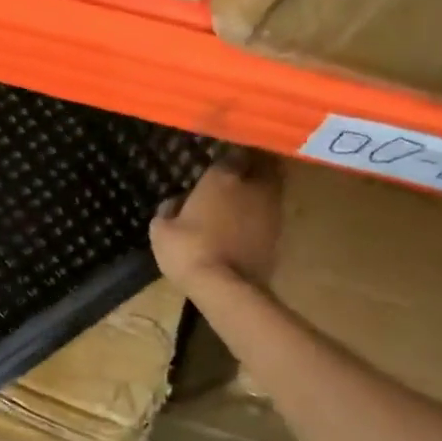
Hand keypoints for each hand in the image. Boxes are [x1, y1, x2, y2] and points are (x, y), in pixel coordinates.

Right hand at [149, 150, 284, 292]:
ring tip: (245, 196)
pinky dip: (263, 213)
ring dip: (261, 188)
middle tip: (239, 172)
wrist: (225, 287)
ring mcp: (271, 209)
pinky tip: (249, 222)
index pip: (231, 153)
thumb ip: (169, 209)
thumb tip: (175, 202)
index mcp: (222, 177)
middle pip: (262, 164)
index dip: (226, 157)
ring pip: (271, 187)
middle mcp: (252, 185)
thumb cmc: (188, 250)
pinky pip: (271, 213)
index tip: (218, 162)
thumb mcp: (161, 229)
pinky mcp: (280, 233)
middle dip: (253, 165)